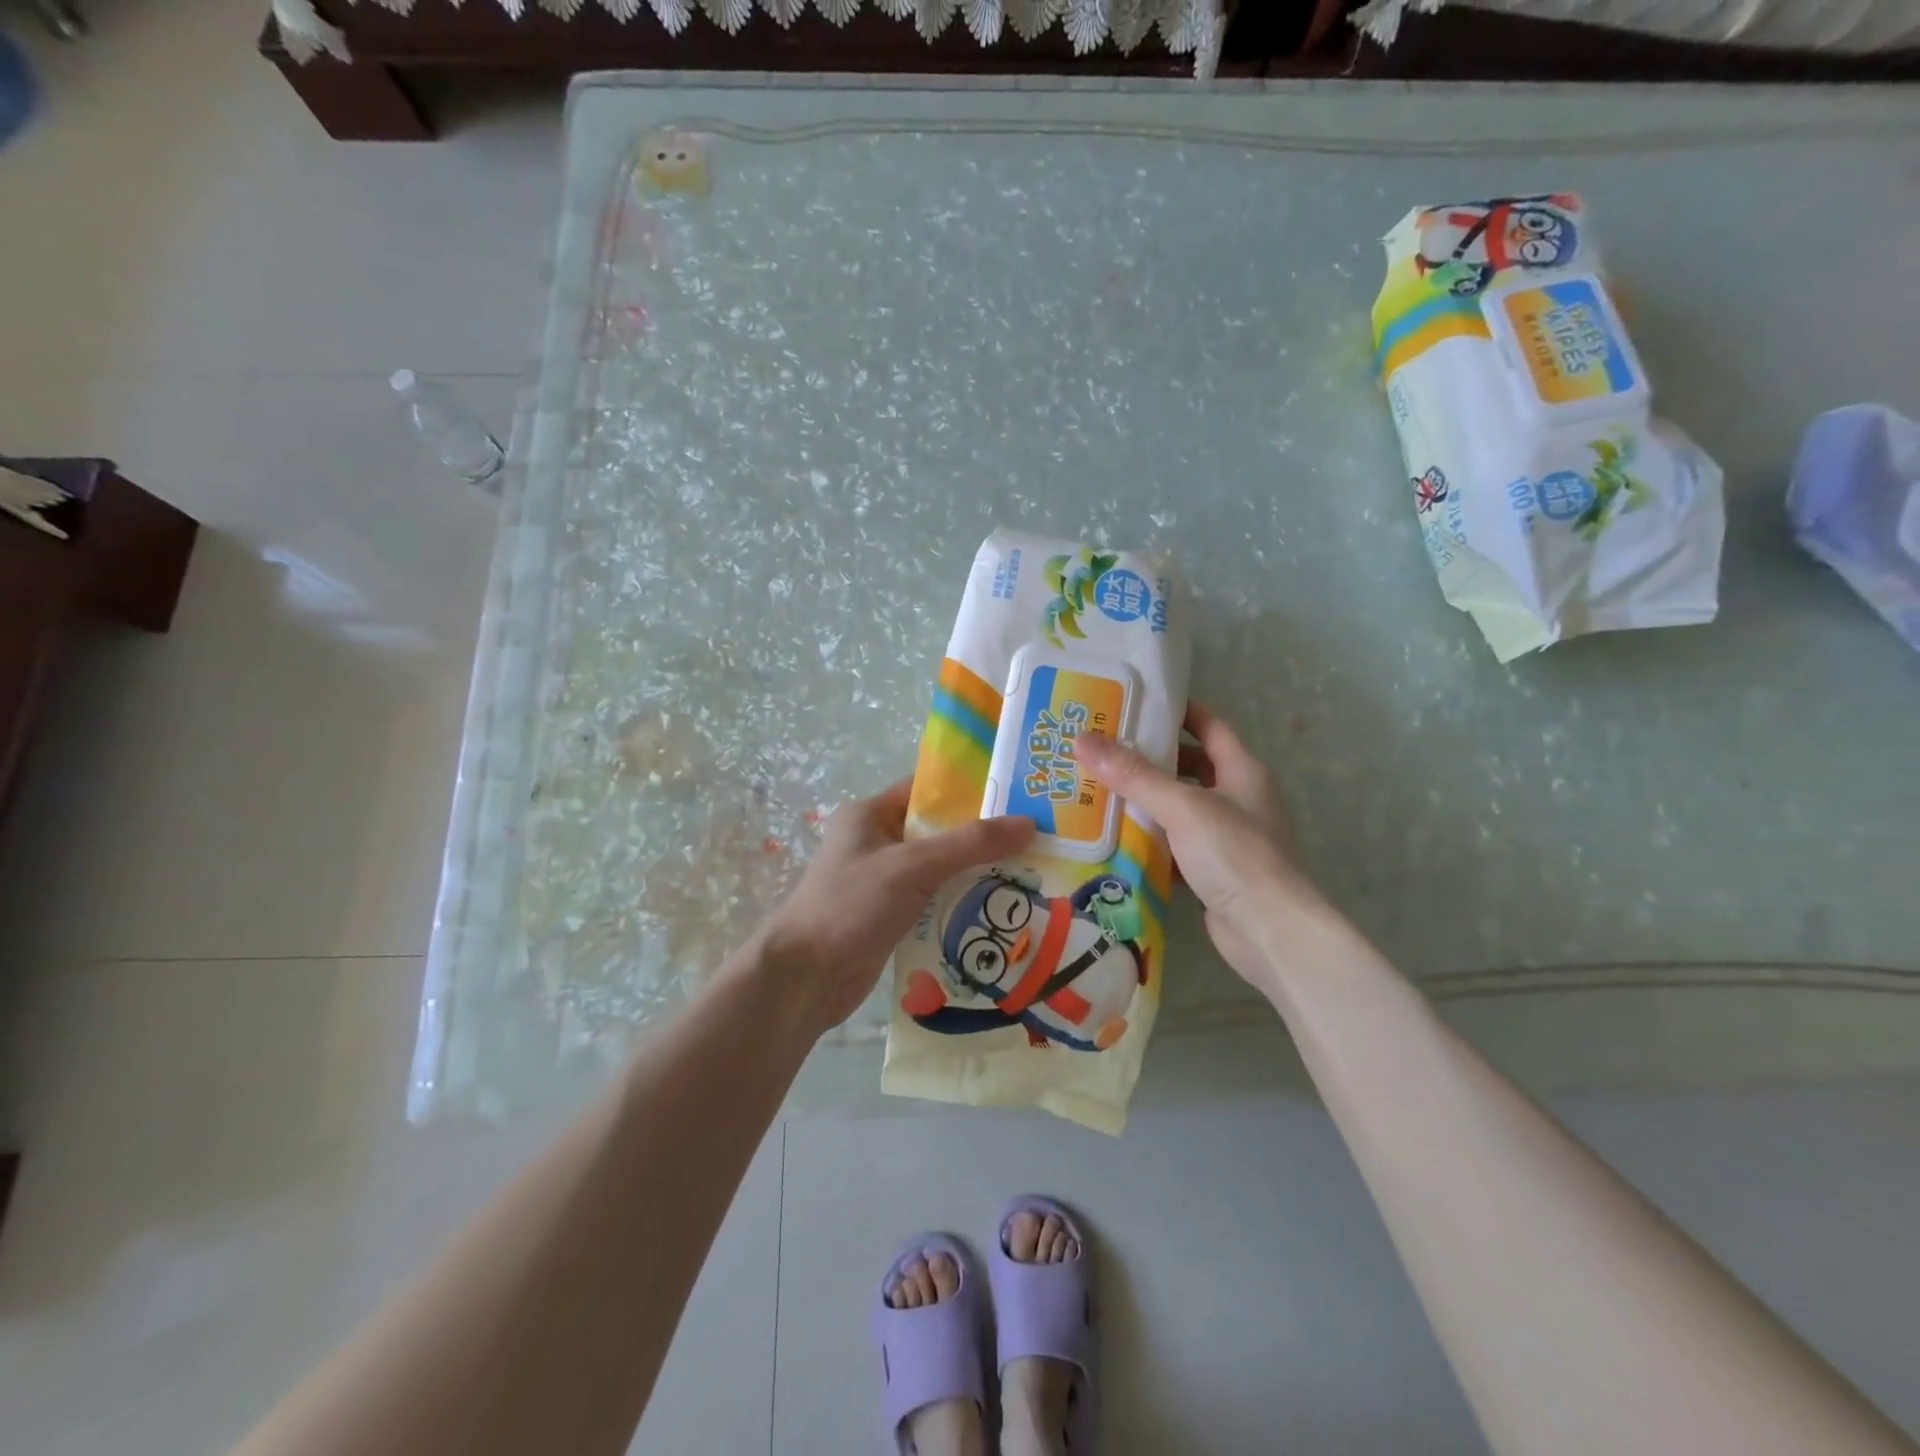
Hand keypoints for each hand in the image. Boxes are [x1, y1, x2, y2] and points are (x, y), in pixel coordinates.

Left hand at [747, 779, 1034, 1037]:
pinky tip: (1000, 909)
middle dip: (982, 837)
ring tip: (1031, 873)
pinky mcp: (890, 917)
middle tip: (1035, 839)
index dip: (970, 789)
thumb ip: (970, 844)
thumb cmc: (852, 906)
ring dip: (976, 873)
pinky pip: (934, 901)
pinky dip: (961, 903)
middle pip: (939, 831)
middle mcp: (876, 842)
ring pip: (940, 869)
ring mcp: (882, 882)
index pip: (927, 790)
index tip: (1018, 794)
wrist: (805, 978)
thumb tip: (1028, 824)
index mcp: (871, 814)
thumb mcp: (912, 866)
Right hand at [1076, 704, 1322, 987]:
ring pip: (1179, 809)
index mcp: (1242, 771)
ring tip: (1096, 790)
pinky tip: (1114, 839)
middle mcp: (1238, 798)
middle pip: (1189, 767)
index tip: (1133, 704)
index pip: (1209, 725)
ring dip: (1144, 802)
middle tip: (1100, 751)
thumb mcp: (1182, 807)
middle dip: (1148, 759)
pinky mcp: (1212, 871)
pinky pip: (1175, 846)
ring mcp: (1227, 837)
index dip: (1176, 711)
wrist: (1272, 933)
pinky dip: (1149, 841)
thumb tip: (1083, 740)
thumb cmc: (1236, 855)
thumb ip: (1133, 775)